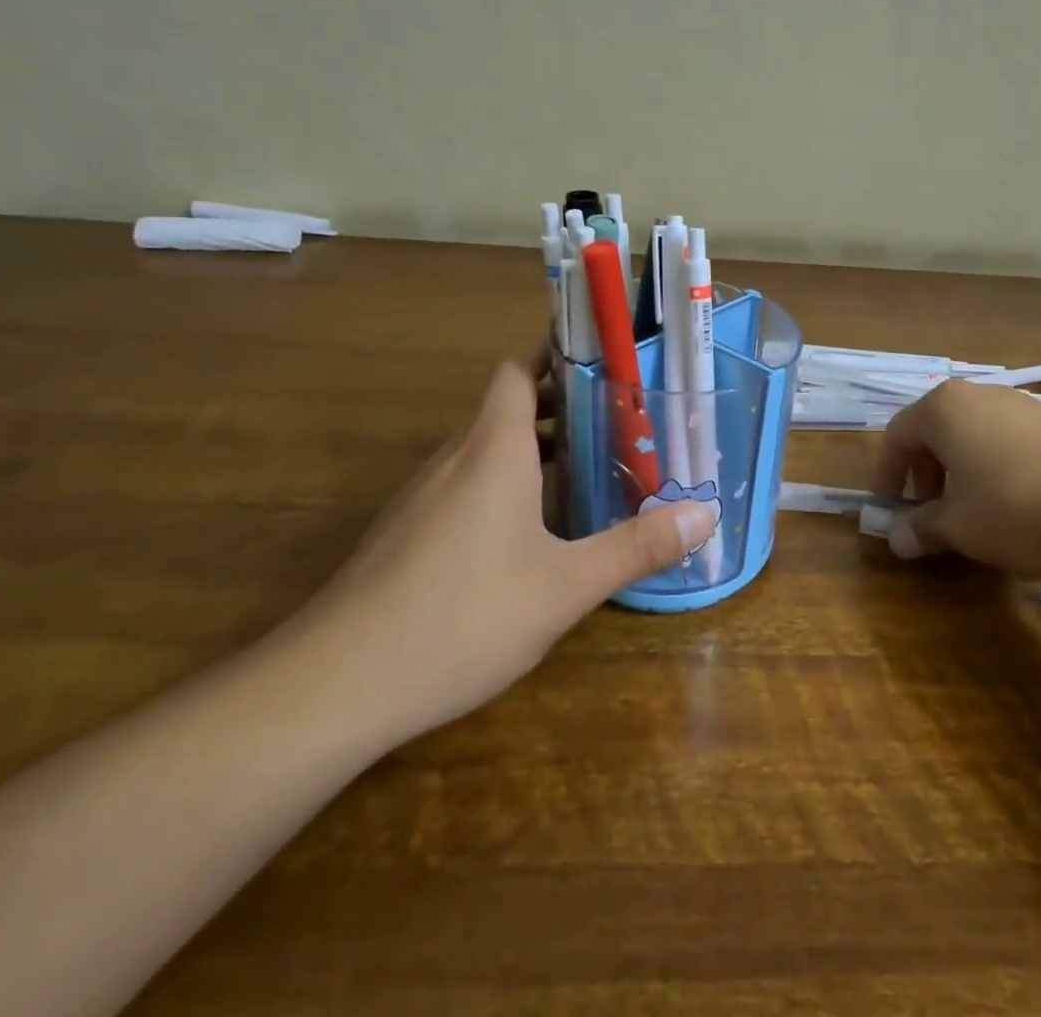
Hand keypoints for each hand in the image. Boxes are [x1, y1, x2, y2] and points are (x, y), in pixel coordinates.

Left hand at [286, 361, 715, 747]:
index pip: (517, 370)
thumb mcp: (565, 587)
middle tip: (619, 420)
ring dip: (534, 449)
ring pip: (486, 450)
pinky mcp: (408, 533)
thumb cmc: (462, 617)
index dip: (554, 354)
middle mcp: (456, 459)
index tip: (601, 358)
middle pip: (508, 407)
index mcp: (493, 450)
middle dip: (560, 405)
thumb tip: (706, 516)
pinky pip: (466, 486)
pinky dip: (505, 486)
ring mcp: (425, 497)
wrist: (334, 686)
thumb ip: (636, 547)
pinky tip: (531, 533)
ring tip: (589, 469)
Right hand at [870, 379, 1040, 576]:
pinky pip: (1009, 441)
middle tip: (929, 512)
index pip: (897, 435)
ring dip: (961, 472)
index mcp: (944, 409)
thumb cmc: (1020, 508)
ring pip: (974, 435)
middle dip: (925, 473)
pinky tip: (1019, 505)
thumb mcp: (962, 528)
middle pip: (935, 431)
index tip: (888, 509)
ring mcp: (1024, 405)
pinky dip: (997, 468)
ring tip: (974, 513)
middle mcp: (980, 396)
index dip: (886, 474)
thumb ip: (923, 529)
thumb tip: (896, 539)